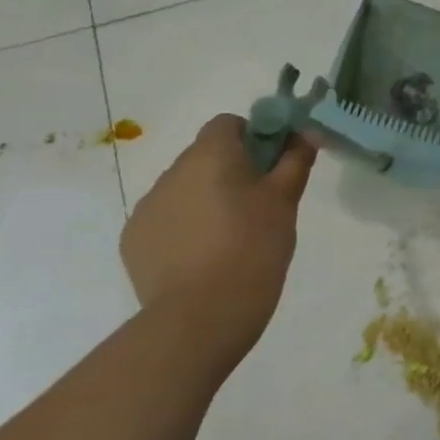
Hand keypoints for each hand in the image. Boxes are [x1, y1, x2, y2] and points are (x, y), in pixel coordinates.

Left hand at [120, 114, 316, 364]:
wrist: (201, 316)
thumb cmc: (254, 247)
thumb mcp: (285, 200)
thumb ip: (295, 159)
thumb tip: (306, 132)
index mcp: (209, 154)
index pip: (227, 124)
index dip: (254, 137)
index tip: (272, 166)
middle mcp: (171, 172)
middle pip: (205, 156)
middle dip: (231, 171)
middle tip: (259, 205)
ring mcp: (147, 208)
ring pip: (184, 189)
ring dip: (206, 199)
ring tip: (231, 238)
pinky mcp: (133, 241)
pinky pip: (166, 220)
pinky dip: (185, 228)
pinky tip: (204, 258)